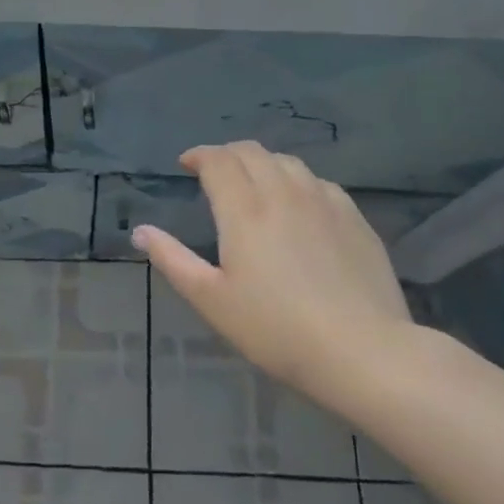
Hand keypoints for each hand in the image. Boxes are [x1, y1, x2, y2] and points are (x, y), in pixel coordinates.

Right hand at [133, 142, 410, 403]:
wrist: (362, 351)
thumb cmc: (276, 329)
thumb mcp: (211, 300)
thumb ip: (173, 259)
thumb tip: (140, 230)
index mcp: (244, 209)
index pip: (218, 160)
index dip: (199, 155)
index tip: (187, 164)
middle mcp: (283, 192)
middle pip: (252, 152)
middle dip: (227, 154)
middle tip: (214, 172)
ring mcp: (324, 201)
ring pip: (287, 162)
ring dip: (262, 163)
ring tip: (254, 183)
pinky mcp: (354, 217)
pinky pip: (318, 182)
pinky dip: (296, 181)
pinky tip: (298, 204)